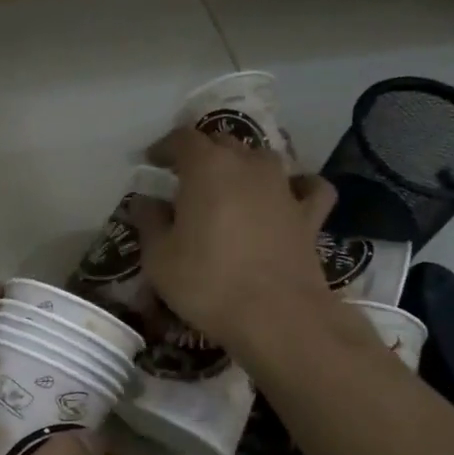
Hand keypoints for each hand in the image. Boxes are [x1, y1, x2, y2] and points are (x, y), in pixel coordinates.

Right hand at [128, 128, 339, 348]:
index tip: (151, 162)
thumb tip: (144, 202)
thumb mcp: (158, 257)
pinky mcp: (309, 215)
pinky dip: (297, 186)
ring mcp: (284, 188)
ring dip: (243, 165)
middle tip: (184, 178)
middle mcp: (249, 166)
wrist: (277, 315)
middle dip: (201, 154)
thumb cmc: (207, 282)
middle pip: (223, 142)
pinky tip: (288, 196)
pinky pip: (308, 187)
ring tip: (229, 186)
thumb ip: (149, 222)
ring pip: (262, 158)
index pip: (183, 139)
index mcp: (208, 167)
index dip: (164, 147)